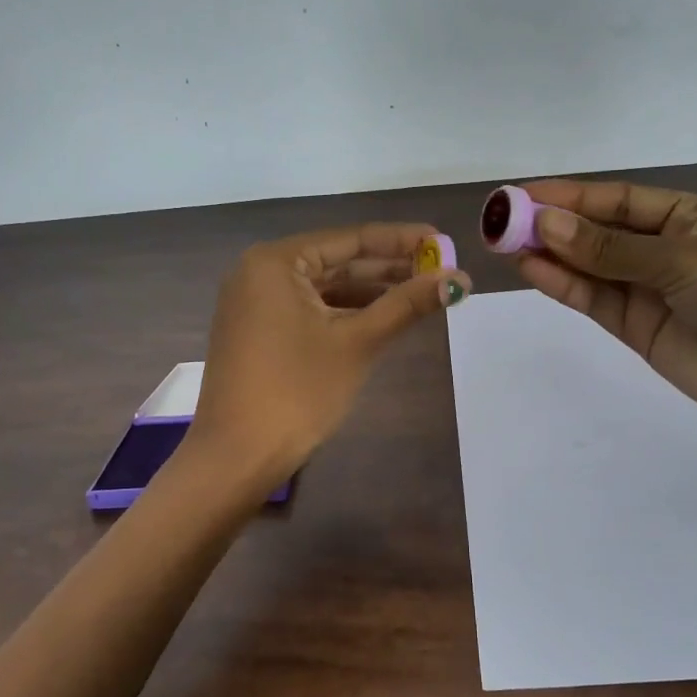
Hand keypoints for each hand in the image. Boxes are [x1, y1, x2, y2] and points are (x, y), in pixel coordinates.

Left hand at [187, 223, 471, 490]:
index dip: (401, 241)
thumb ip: (407, 304)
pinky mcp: (258, 331)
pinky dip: (345, 313)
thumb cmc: (297, 391)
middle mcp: (260, 272)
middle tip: (441, 270)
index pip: (350, 240)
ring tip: (422, 293)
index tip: (443, 241)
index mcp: (276, 262)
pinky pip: (309, 309)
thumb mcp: (358, 343)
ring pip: (325, 288)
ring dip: (371, 292)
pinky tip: (383, 317)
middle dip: (389, 268)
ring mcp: (255, 303)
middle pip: (337, 262)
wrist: (238, 456)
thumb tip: (459, 279)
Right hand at [513, 180, 696, 439]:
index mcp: (687, 216)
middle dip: (552, 224)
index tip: (522, 193)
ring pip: (590, 265)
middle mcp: (664, 249)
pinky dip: (563, 285)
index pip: (618, 199)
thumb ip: (609, 248)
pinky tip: (531, 269)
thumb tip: (546, 225)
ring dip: (550, 254)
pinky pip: (594, 299)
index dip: (570, 195)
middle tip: (501, 220)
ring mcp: (649, 289)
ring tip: (504, 242)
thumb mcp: (680, 259)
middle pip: (598, 231)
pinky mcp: (638, 327)